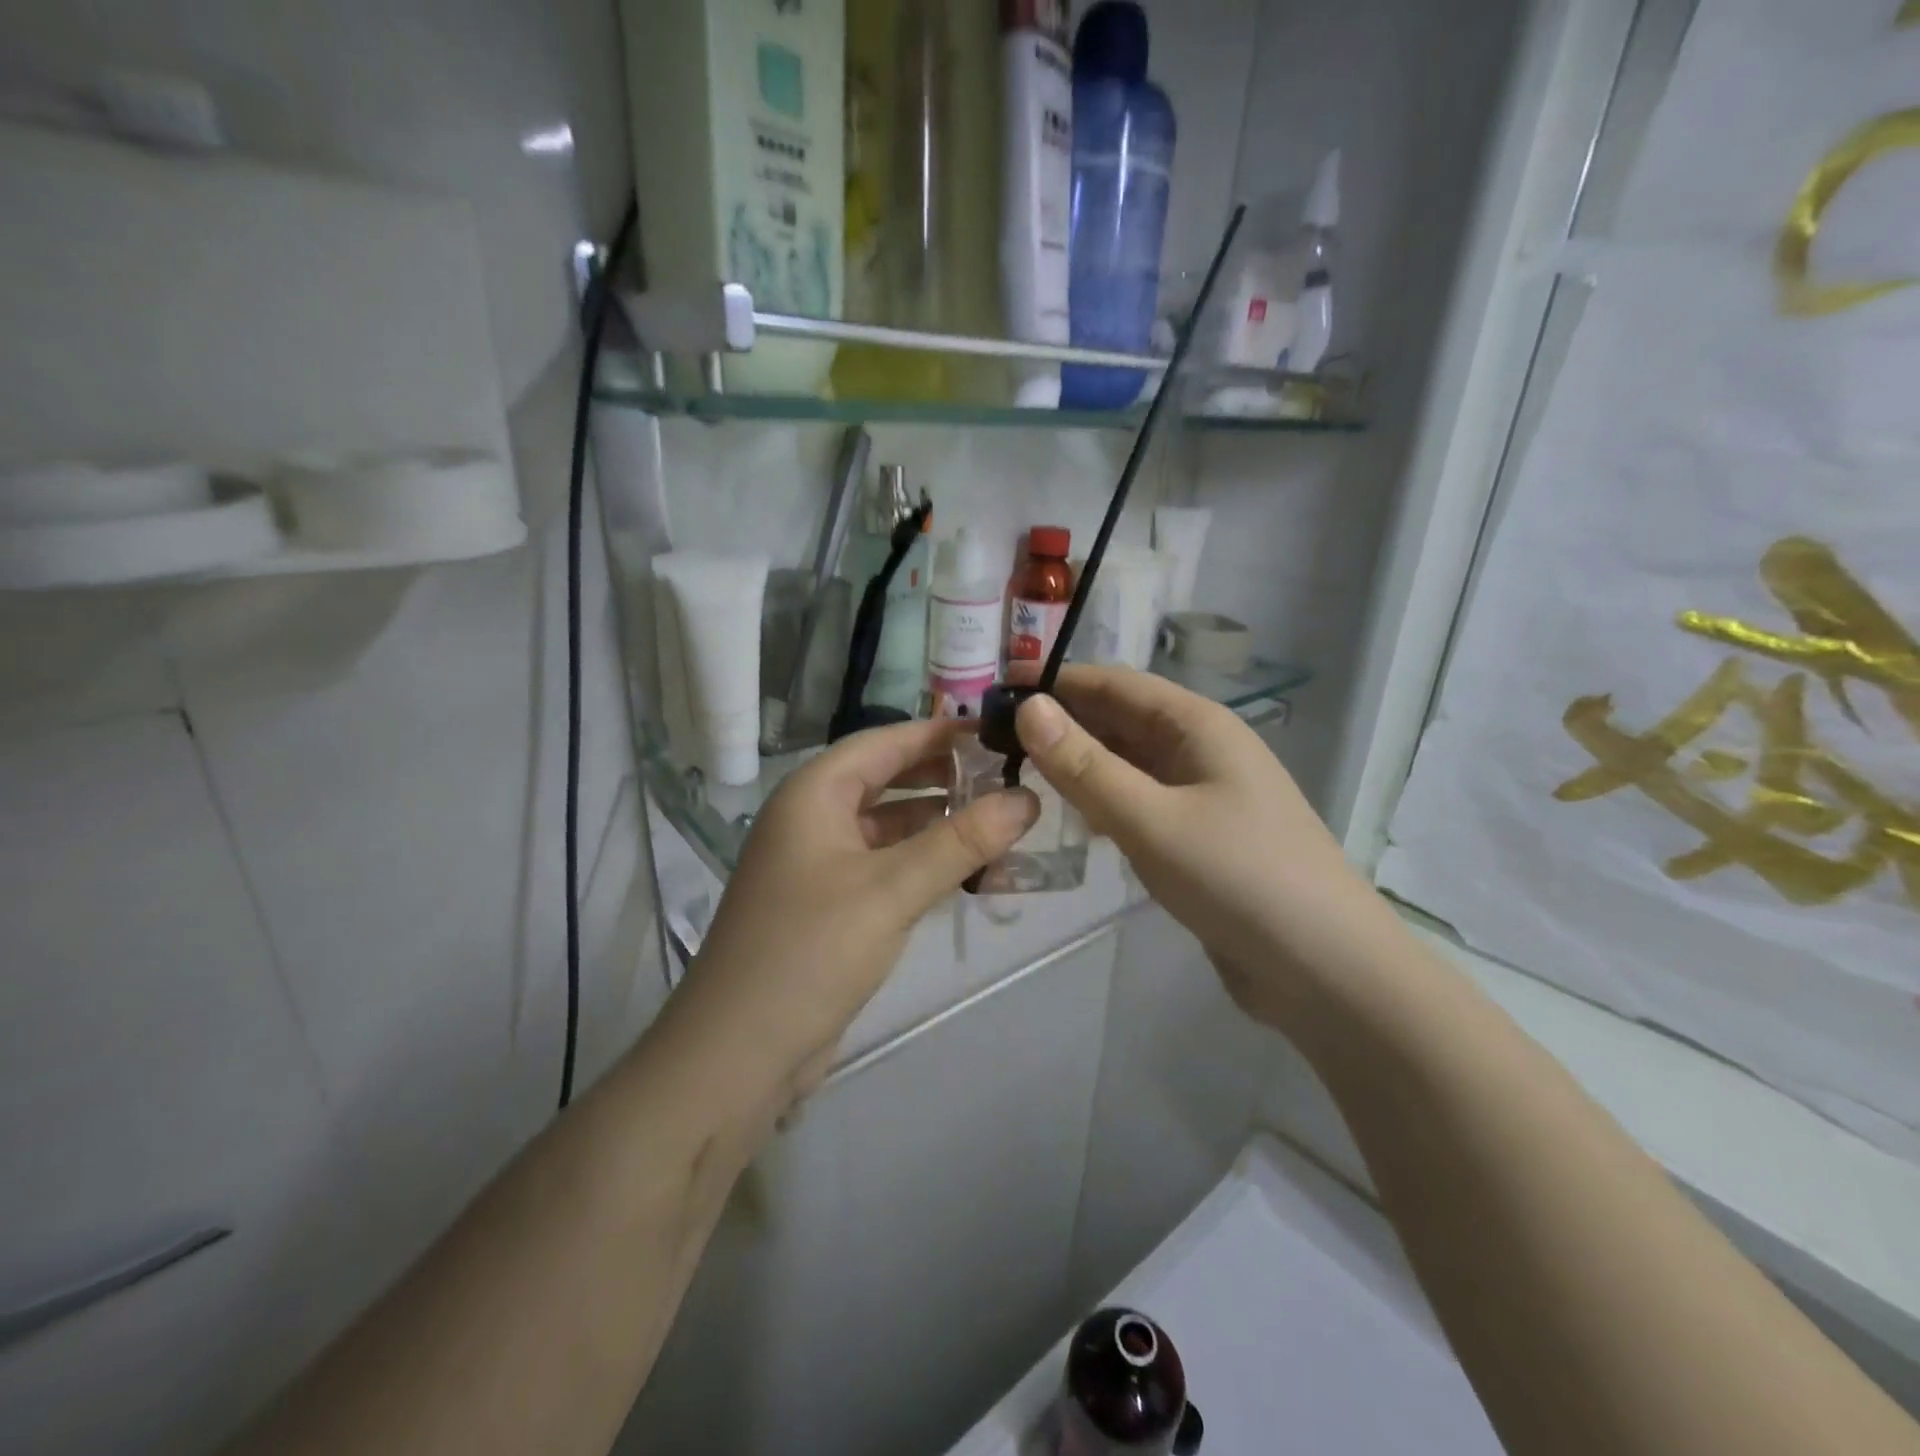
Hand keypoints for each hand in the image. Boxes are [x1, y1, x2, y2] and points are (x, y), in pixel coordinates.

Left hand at [669, 719, 1040, 1100]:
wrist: (737, 1055)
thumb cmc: (810, 952)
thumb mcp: (892, 889)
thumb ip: (962, 841)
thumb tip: (1027, 798)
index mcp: (813, 794)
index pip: (885, 741)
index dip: (941, 733)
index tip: (998, 732)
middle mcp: (811, 818)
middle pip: (886, 780)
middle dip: (943, 777)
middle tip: (1008, 777)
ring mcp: (817, 865)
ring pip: (888, 827)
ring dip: (938, 824)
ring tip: (1001, 822)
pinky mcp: (828, 906)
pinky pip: (883, 867)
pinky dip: (922, 863)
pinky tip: (967, 872)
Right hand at [1014, 665, 1395, 1026]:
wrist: (1325, 971)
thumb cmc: (1239, 878)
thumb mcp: (1151, 819)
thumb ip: (1085, 766)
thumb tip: (1028, 708)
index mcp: (1197, 725)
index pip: (1114, 683)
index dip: (1056, 683)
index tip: (996, 694)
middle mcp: (1201, 749)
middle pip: (1120, 721)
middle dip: (1062, 725)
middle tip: (993, 741)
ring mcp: (1203, 795)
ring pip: (1129, 764)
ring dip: (1080, 765)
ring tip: (1018, 775)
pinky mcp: (1200, 838)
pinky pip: (1141, 803)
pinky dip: (1104, 803)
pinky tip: (1073, 820)